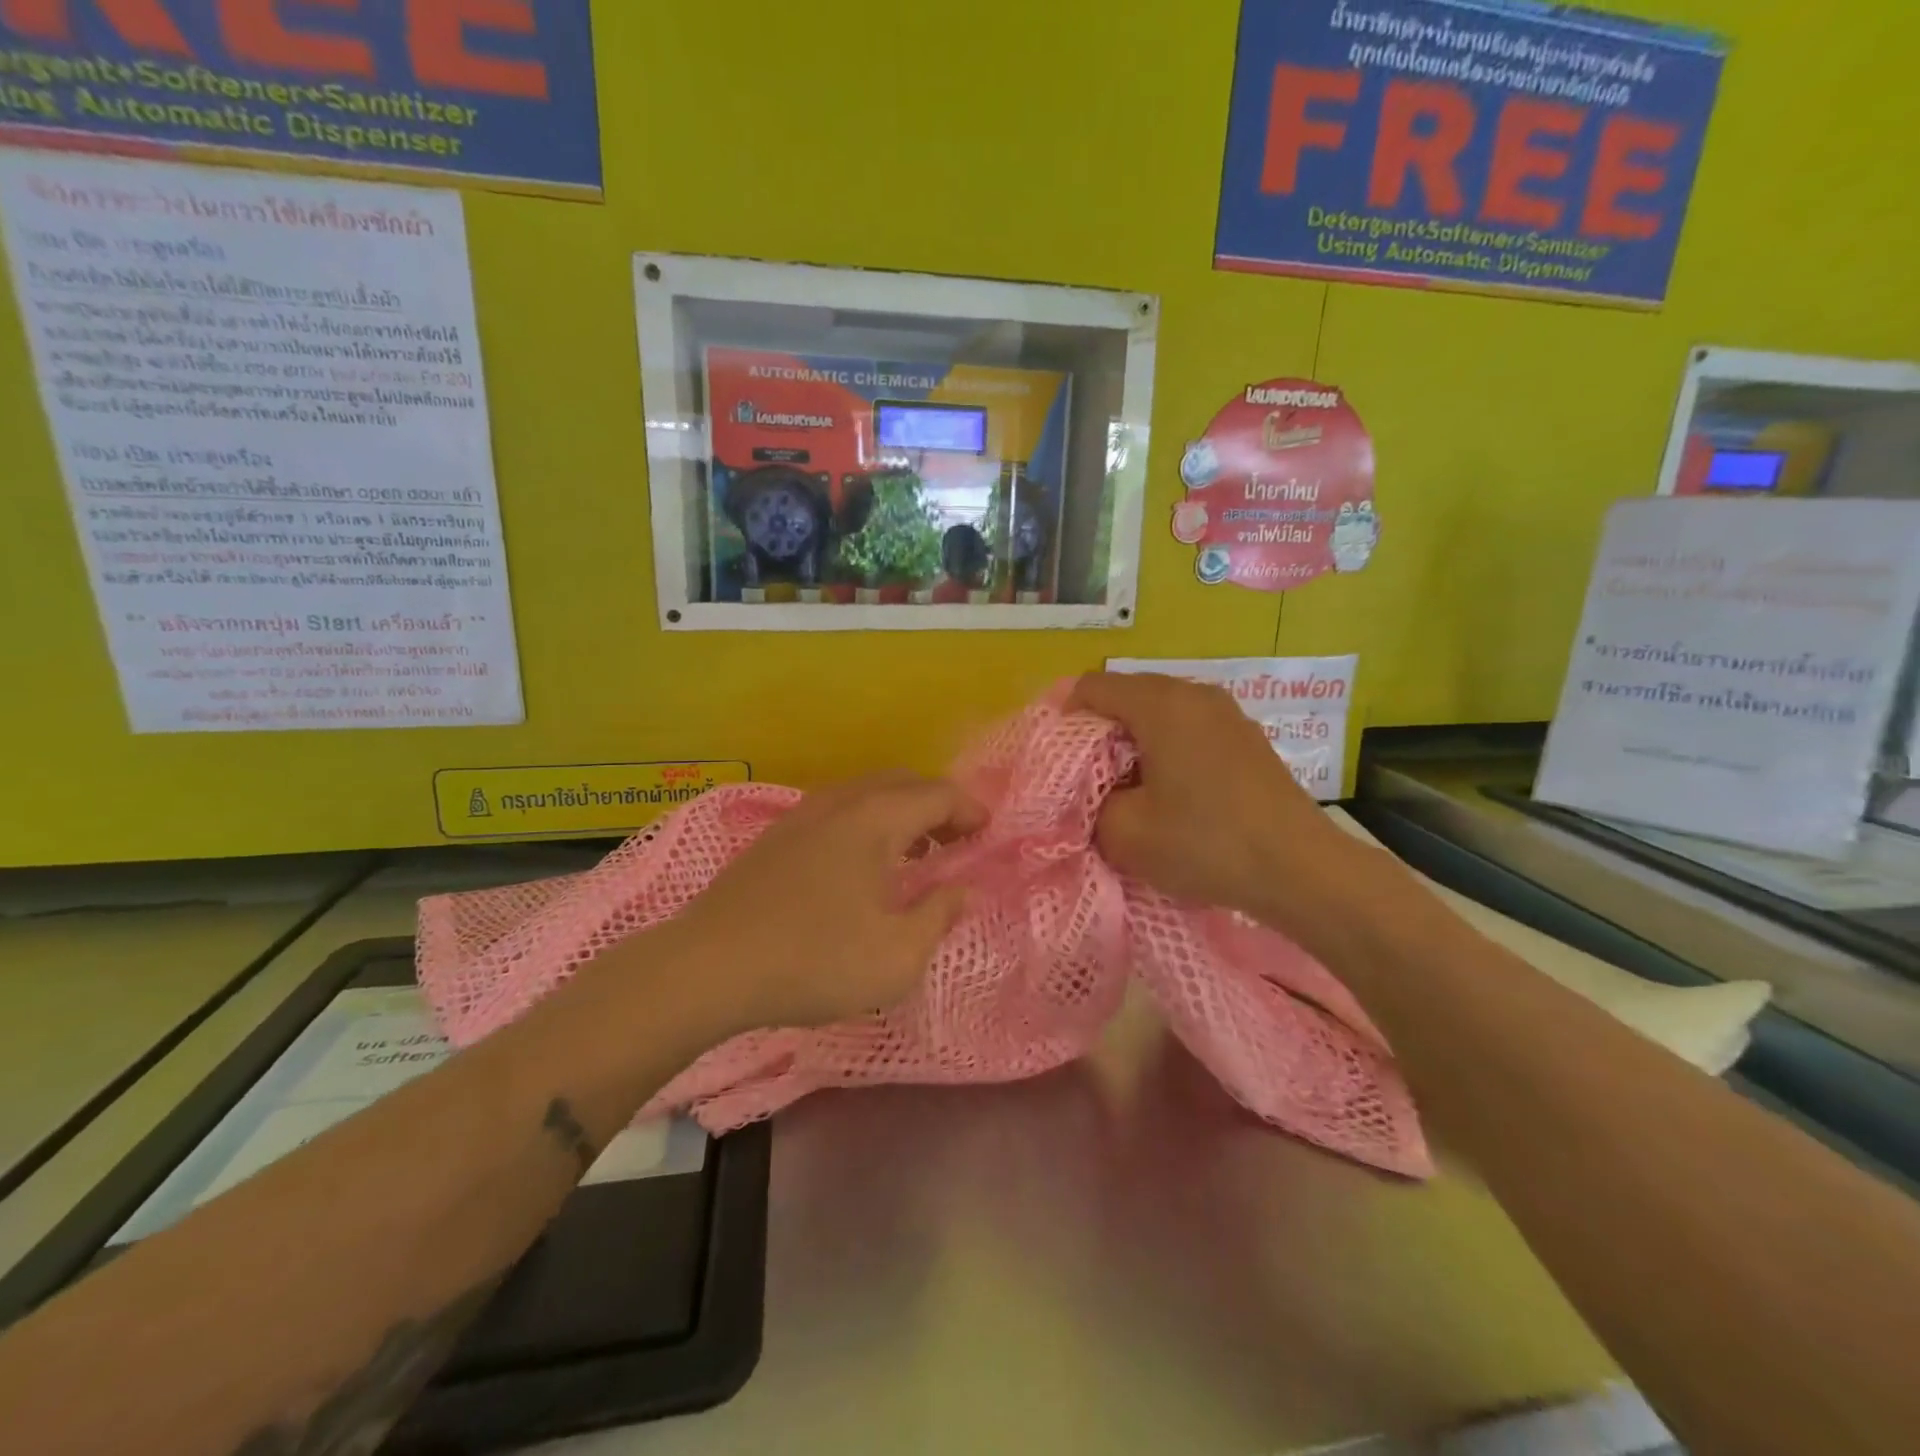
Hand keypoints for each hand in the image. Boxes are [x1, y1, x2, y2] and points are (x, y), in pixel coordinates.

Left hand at [672, 772, 986, 1030]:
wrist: (709, 967)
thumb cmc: (815, 961)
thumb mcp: (897, 956)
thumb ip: (939, 916)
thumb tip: (962, 890)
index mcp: (877, 818)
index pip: (938, 794)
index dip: (970, 810)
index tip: (989, 834)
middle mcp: (841, 801)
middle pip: (903, 783)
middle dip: (938, 805)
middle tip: (958, 841)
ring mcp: (803, 814)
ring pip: (867, 793)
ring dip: (902, 813)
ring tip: (917, 853)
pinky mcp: (777, 835)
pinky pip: (839, 810)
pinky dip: (868, 822)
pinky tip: (863, 864)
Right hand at [1068, 672, 1372, 923]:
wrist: (1300, 870)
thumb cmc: (1205, 843)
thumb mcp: (1124, 833)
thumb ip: (1088, 804)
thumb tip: (1091, 795)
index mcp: (1160, 703)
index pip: (1092, 687)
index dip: (1064, 720)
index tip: (1059, 764)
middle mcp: (1194, 693)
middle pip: (1126, 695)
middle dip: (1099, 733)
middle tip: (1088, 780)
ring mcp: (1226, 713)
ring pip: (1159, 713)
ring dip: (1134, 744)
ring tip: (1129, 789)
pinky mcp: (1246, 738)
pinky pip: (1189, 729)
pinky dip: (1167, 750)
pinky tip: (1172, 793)